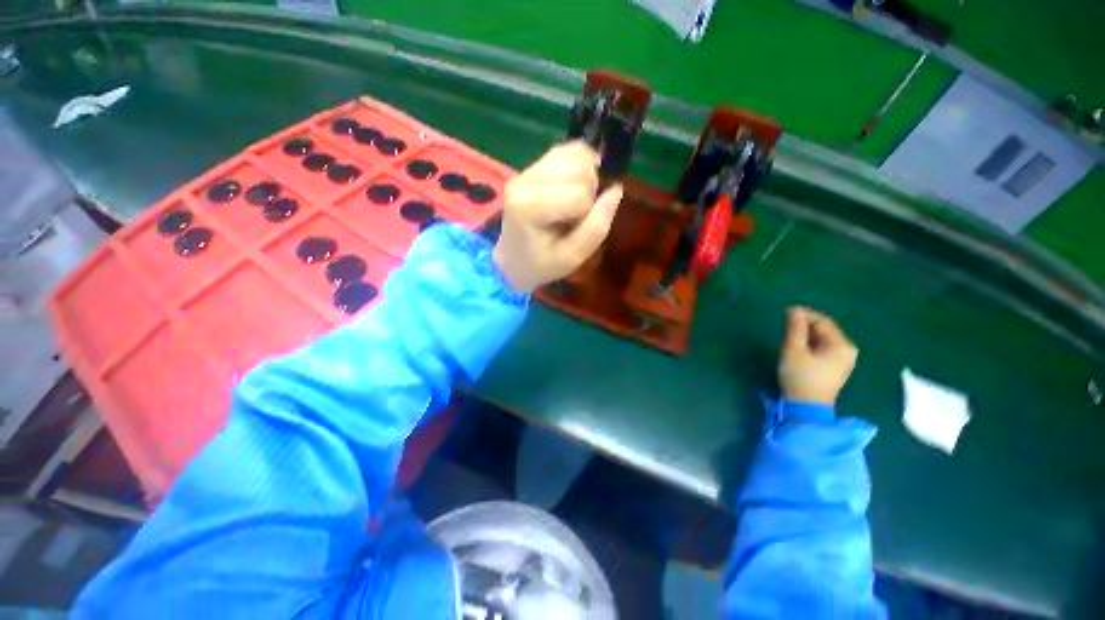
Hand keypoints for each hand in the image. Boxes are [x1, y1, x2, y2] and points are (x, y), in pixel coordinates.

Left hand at [493, 141, 623, 292]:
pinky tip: (573, 186)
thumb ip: (597, 226)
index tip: (575, 228)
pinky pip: (568, 150)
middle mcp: (524, 181)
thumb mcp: (573, 257)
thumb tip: (616, 189)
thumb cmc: (542, 264)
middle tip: (574, 215)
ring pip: (576, 155)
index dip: (588, 212)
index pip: (580, 194)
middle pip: (579, 169)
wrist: (513, 260)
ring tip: (573, 201)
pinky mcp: (530, 166)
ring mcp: (525, 170)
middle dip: (588, 192)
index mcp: (529, 208)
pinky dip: (580, 165)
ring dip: (585, 178)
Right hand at [779, 306, 858, 405]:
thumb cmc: (801, 377)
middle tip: (786, 323)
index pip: (823, 322)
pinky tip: (798, 346)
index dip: (805, 315)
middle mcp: (847, 351)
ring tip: (789, 334)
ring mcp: (843, 361)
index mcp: (842, 345)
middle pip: (825, 330)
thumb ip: (795, 329)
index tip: (786, 312)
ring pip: (823, 339)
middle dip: (806, 324)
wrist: (806, 407)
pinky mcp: (835, 368)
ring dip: (806, 334)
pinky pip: (823, 348)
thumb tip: (795, 310)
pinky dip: (810, 344)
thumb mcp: (794, 350)